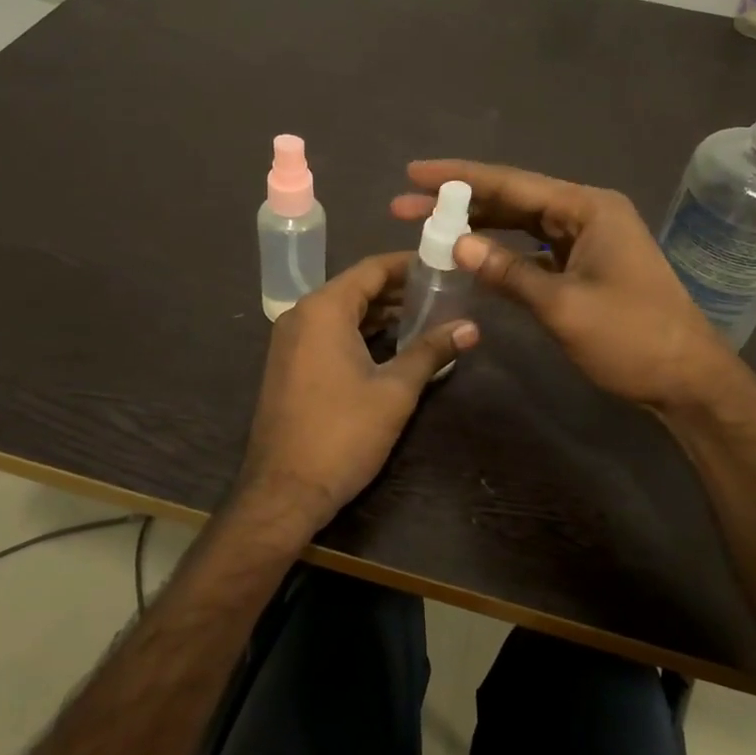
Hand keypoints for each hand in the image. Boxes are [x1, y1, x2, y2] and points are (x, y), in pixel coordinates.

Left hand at [235, 251, 478, 541]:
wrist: (284, 490)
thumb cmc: (342, 434)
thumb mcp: (395, 390)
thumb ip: (431, 351)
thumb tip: (471, 327)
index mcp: (324, 309)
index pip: (372, 269)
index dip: (408, 264)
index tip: (443, 264)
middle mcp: (301, 315)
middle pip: (356, 287)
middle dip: (398, 289)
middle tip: (442, 292)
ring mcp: (290, 340)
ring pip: (342, 312)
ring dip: (381, 312)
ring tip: (426, 316)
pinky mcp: (289, 364)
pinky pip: (328, 333)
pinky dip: (360, 331)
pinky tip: (392, 344)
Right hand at [392, 160, 755, 416]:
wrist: (687, 380)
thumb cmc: (631, 338)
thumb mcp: (563, 306)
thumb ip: (508, 272)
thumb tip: (456, 244)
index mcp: (588, 208)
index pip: (512, 183)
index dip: (459, 178)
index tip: (414, 173)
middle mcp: (587, 214)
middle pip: (513, 200)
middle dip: (460, 202)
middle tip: (405, 206)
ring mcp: (587, 241)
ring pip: (521, 224)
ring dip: (478, 227)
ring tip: (428, 227)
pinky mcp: (584, 267)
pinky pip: (533, 250)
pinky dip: (502, 253)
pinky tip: (471, 257)